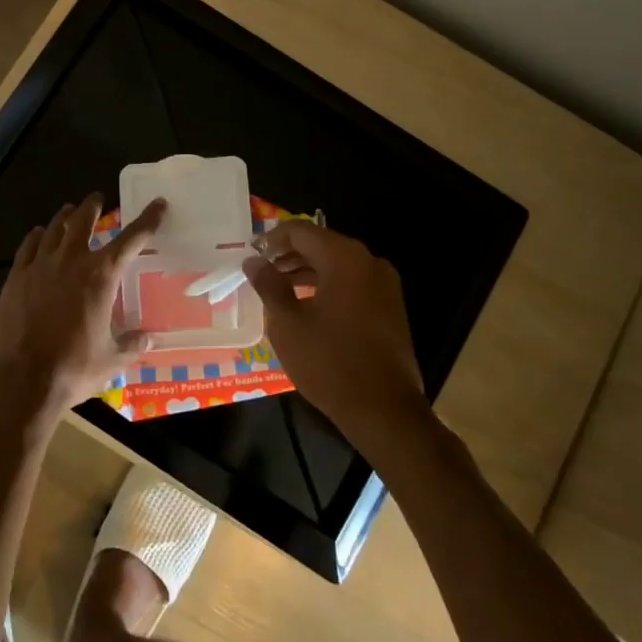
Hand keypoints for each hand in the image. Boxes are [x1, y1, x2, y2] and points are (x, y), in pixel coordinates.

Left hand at [0, 195, 166, 416]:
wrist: (20, 380)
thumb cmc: (72, 369)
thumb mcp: (111, 360)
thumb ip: (132, 344)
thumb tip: (149, 338)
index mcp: (101, 276)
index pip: (131, 239)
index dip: (147, 220)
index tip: (158, 204)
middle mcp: (71, 261)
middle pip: (83, 220)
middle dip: (93, 206)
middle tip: (98, 198)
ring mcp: (40, 266)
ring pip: (54, 229)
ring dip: (65, 217)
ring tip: (69, 211)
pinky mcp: (15, 278)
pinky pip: (28, 247)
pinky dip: (36, 237)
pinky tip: (37, 235)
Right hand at [242, 221, 430, 444]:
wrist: (385, 410)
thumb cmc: (329, 363)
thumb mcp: (288, 323)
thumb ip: (269, 285)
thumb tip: (253, 261)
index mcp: (344, 258)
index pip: (300, 231)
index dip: (272, 239)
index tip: (251, 255)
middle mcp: (368, 262)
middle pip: (321, 244)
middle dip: (288, 255)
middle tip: (261, 271)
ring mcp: (384, 284)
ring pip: (337, 264)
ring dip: (306, 271)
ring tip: (278, 288)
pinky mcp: (390, 306)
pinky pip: (352, 282)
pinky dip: (327, 285)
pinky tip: (306, 305)